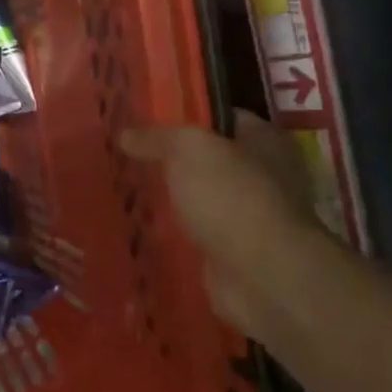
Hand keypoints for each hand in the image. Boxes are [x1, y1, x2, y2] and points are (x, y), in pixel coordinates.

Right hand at [121, 112, 318, 335]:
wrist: (262, 275)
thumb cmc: (233, 197)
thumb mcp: (189, 150)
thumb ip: (157, 138)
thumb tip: (126, 135)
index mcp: (266, 141)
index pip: (221, 117)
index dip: (184, 115)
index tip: (144, 120)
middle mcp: (265, 176)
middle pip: (209, 160)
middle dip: (171, 160)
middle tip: (127, 155)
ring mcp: (252, 217)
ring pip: (201, 198)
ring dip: (171, 198)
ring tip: (126, 189)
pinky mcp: (235, 253)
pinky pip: (196, 233)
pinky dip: (174, 232)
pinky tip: (140, 226)